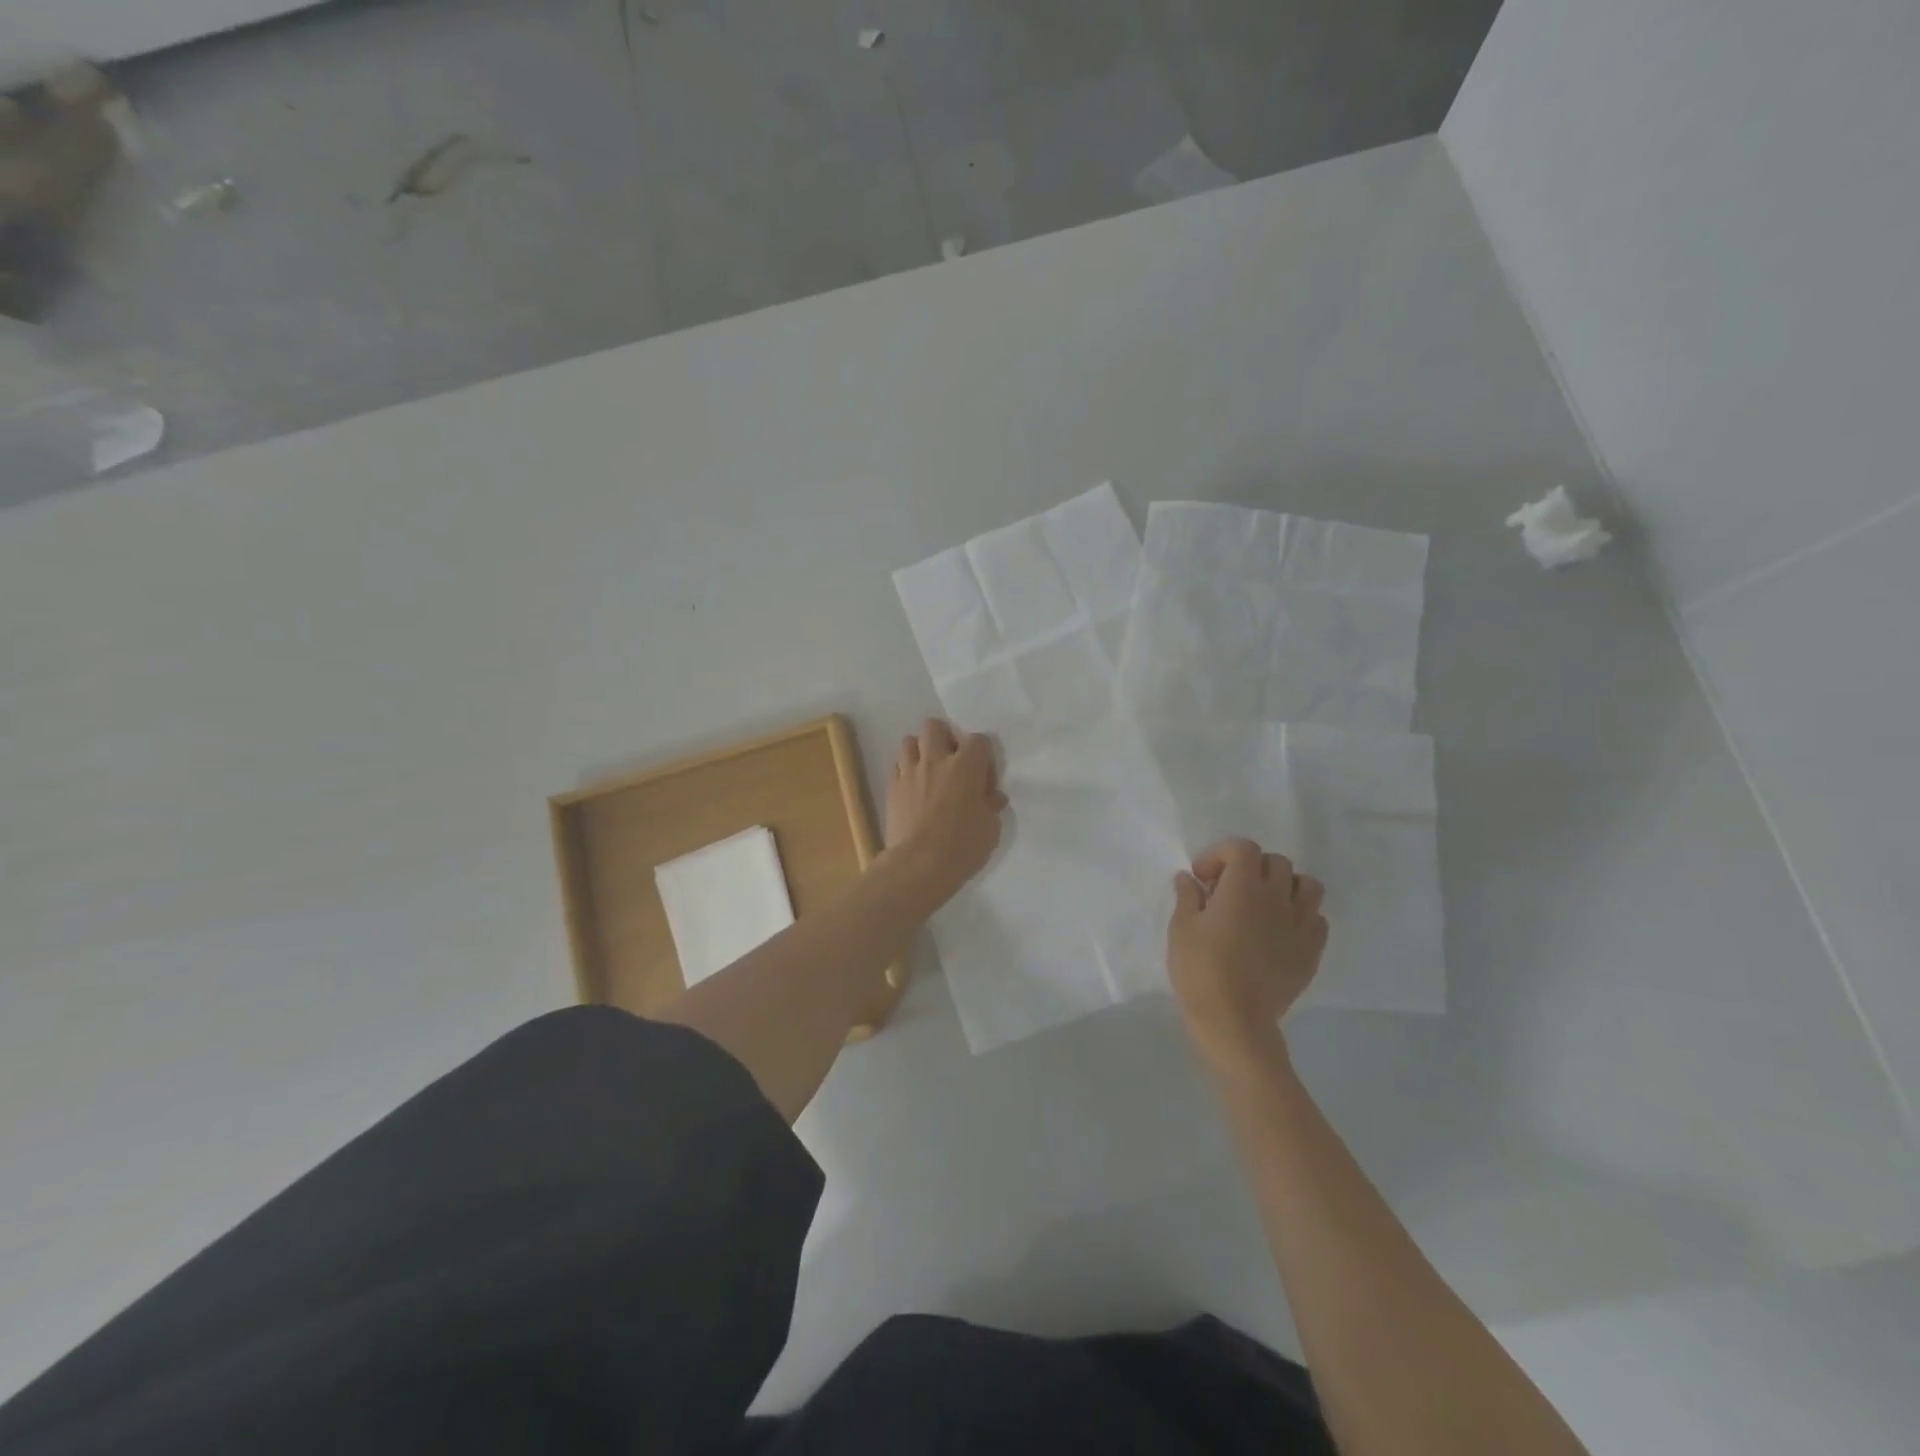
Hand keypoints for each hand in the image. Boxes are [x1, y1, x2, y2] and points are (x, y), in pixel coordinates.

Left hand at [883, 719, 1007, 904]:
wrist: (919, 864)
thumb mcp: (990, 828)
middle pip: (935, 726)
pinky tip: (913, 788)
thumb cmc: (963, 846)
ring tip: (928, 771)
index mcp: (966, 766)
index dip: (983, 756)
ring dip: (920, 751)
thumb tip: (993, 797)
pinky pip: (897, 765)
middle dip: (944, 737)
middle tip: (952, 762)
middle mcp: (936, 760)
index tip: (984, 779)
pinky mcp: (892, 787)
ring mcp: (909, 772)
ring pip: (909, 741)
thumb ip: (991, 806)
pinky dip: (906, 770)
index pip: (978, 740)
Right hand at [1167, 837, 1326, 1073]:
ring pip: (1307, 885)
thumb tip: (1189, 878)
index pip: (1243, 848)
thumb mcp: (1181, 929)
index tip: (1203, 878)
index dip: (1221, 854)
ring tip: (1264, 904)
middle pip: (1276, 862)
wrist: (1234, 1021)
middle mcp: (1277, 898)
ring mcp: (1299, 924)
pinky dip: (1300, 915)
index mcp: (1243, 888)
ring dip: (1285, 886)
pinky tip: (1280, 930)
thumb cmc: (1200, 970)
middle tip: (1229, 891)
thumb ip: (1187, 897)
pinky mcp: (1311, 951)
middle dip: (1251, 867)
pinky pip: (1317, 919)